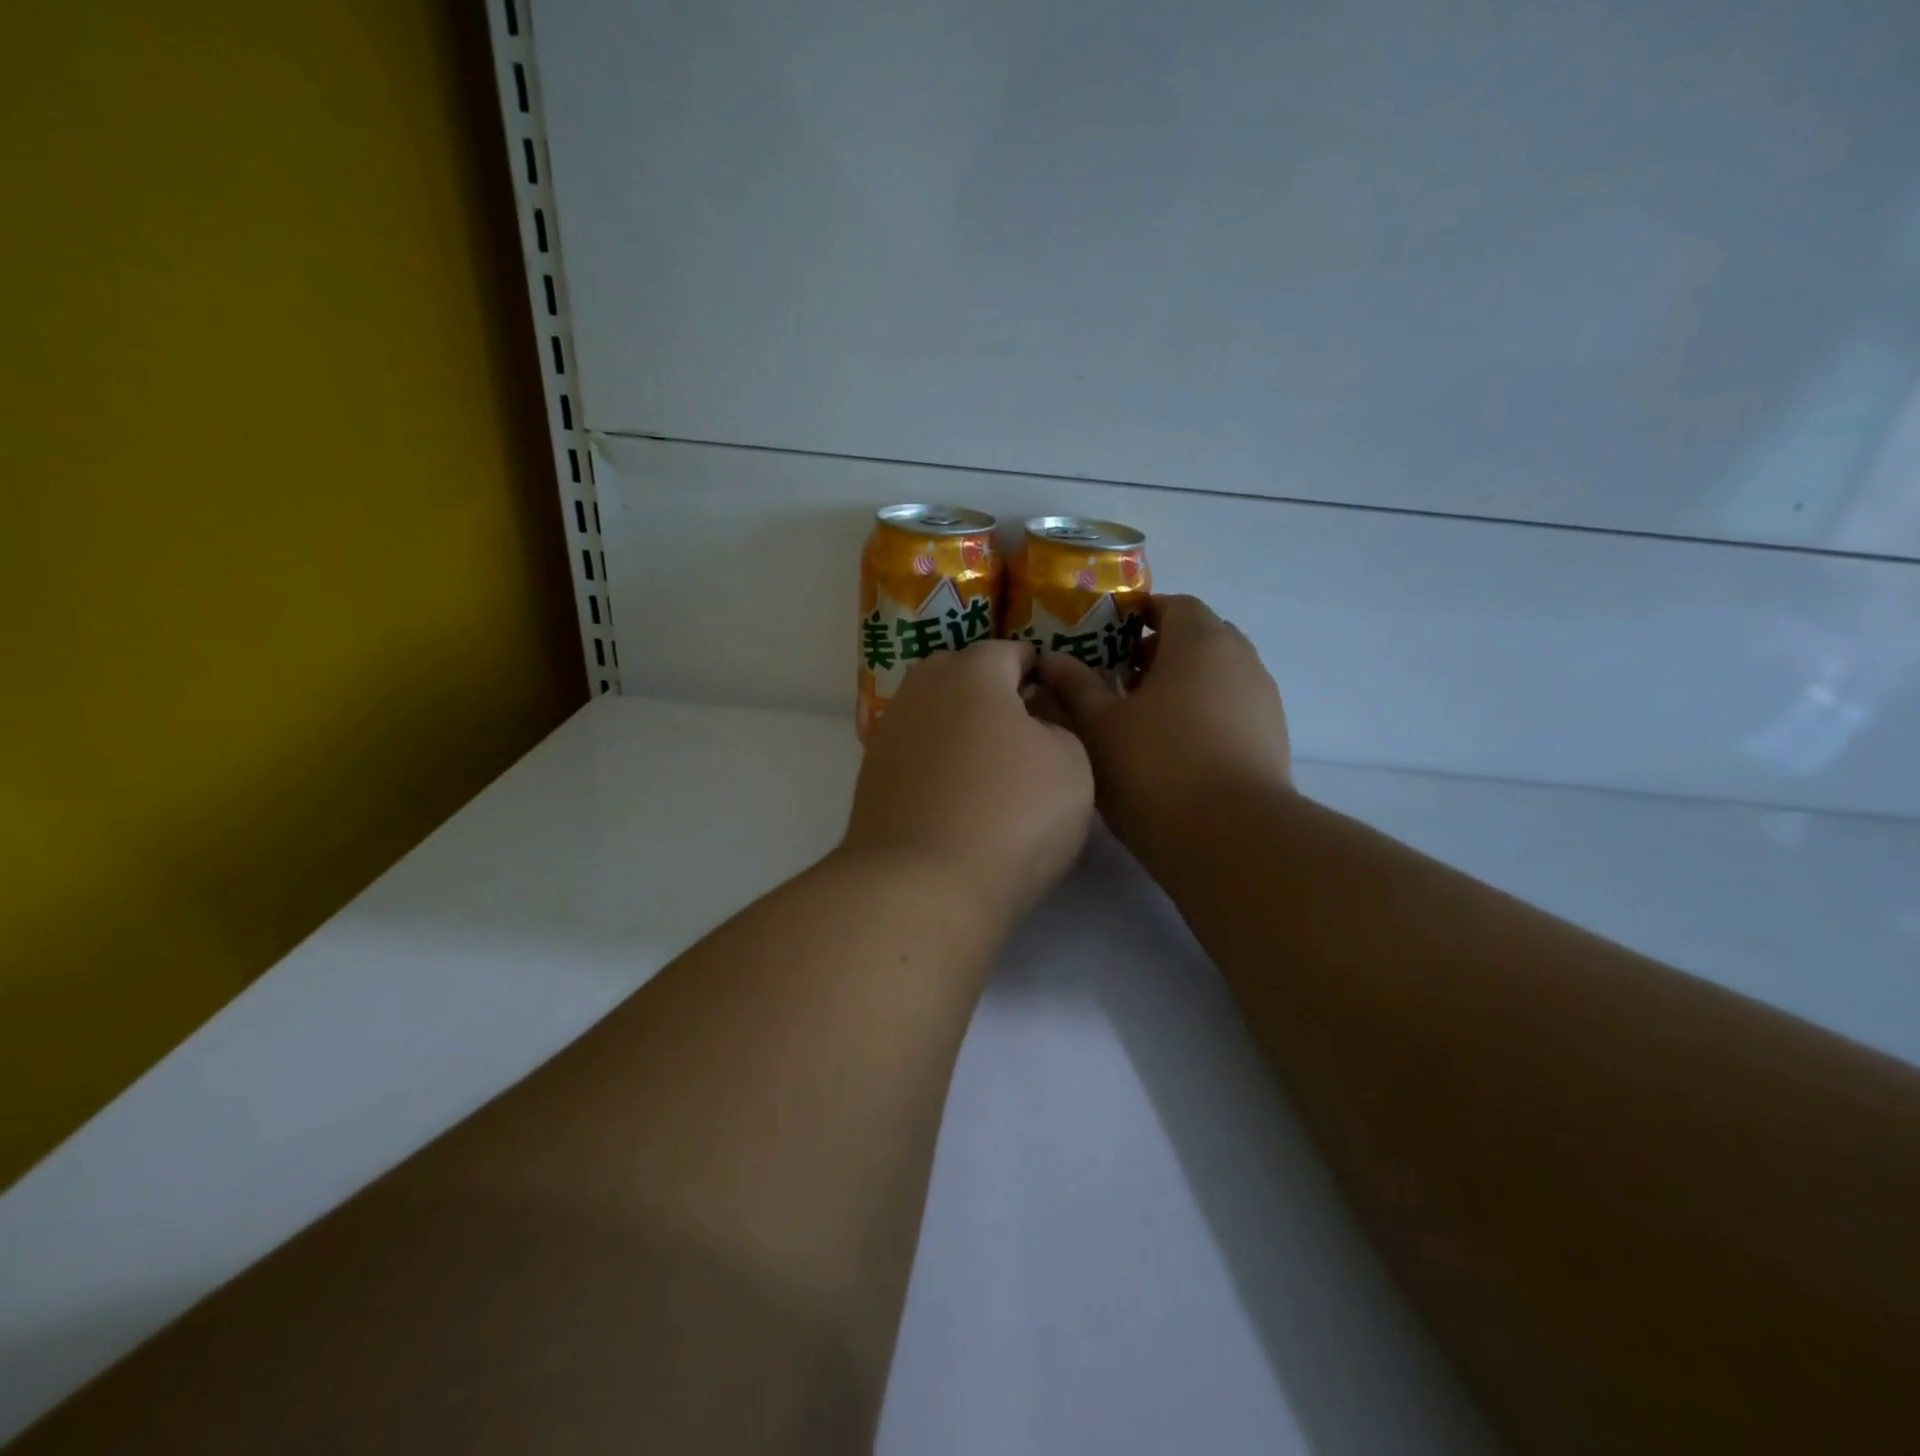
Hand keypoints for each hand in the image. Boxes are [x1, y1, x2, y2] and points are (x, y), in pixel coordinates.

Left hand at [843, 641, 1095, 927]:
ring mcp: (890, 733)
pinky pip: (915, 750)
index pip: (1010, 651)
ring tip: (990, 759)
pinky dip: (937, 758)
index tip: (1054, 691)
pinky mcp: (872, 776)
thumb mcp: (1072, 766)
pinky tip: (956, 789)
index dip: (1038, 668)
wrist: (921, 885)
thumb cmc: (1011, 815)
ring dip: (961, 724)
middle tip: (1023, 723)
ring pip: (933, 712)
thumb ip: (1060, 727)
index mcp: (972, 673)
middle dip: (992, 689)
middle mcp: (922, 691)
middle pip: (962, 674)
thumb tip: (1035, 724)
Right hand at [1035, 595, 1290, 868]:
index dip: (1141, 615)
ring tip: (1143, 718)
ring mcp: (1263, 701)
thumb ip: (1075, 686)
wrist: (1231, 838)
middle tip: (1121, 678)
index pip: (1175, 605)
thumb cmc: (1155, 767)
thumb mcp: (1099, 726)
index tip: (1109, 638)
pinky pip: (1232, 709)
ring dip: (1183, 684)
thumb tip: (1052, 659)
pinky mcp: (1273, 740)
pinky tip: (1175, 750)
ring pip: (1218, 676)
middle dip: (1160, 651)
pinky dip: (1204, 714)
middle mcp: (1241, 660)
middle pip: (1200, 638)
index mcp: (1201, 642)